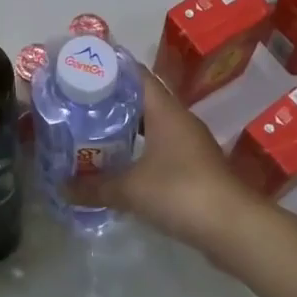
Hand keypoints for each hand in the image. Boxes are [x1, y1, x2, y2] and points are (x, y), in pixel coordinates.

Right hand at [65, 67, 260, 249]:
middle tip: (79, 103)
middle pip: (142, 98)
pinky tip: (120, 164)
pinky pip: (160, 148)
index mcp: (165, 110)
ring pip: (152, 125)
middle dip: (112, 100)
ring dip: (126, 127)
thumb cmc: (181, 192)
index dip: (109, 68)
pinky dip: (139, 150)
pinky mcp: (194, 168)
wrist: (234, 228)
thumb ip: (94, 186)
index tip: (82, 70)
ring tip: (93, 132)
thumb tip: (61, 187)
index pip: (136, 74)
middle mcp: (179, 120)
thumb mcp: (130, 190)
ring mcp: (190, 144)